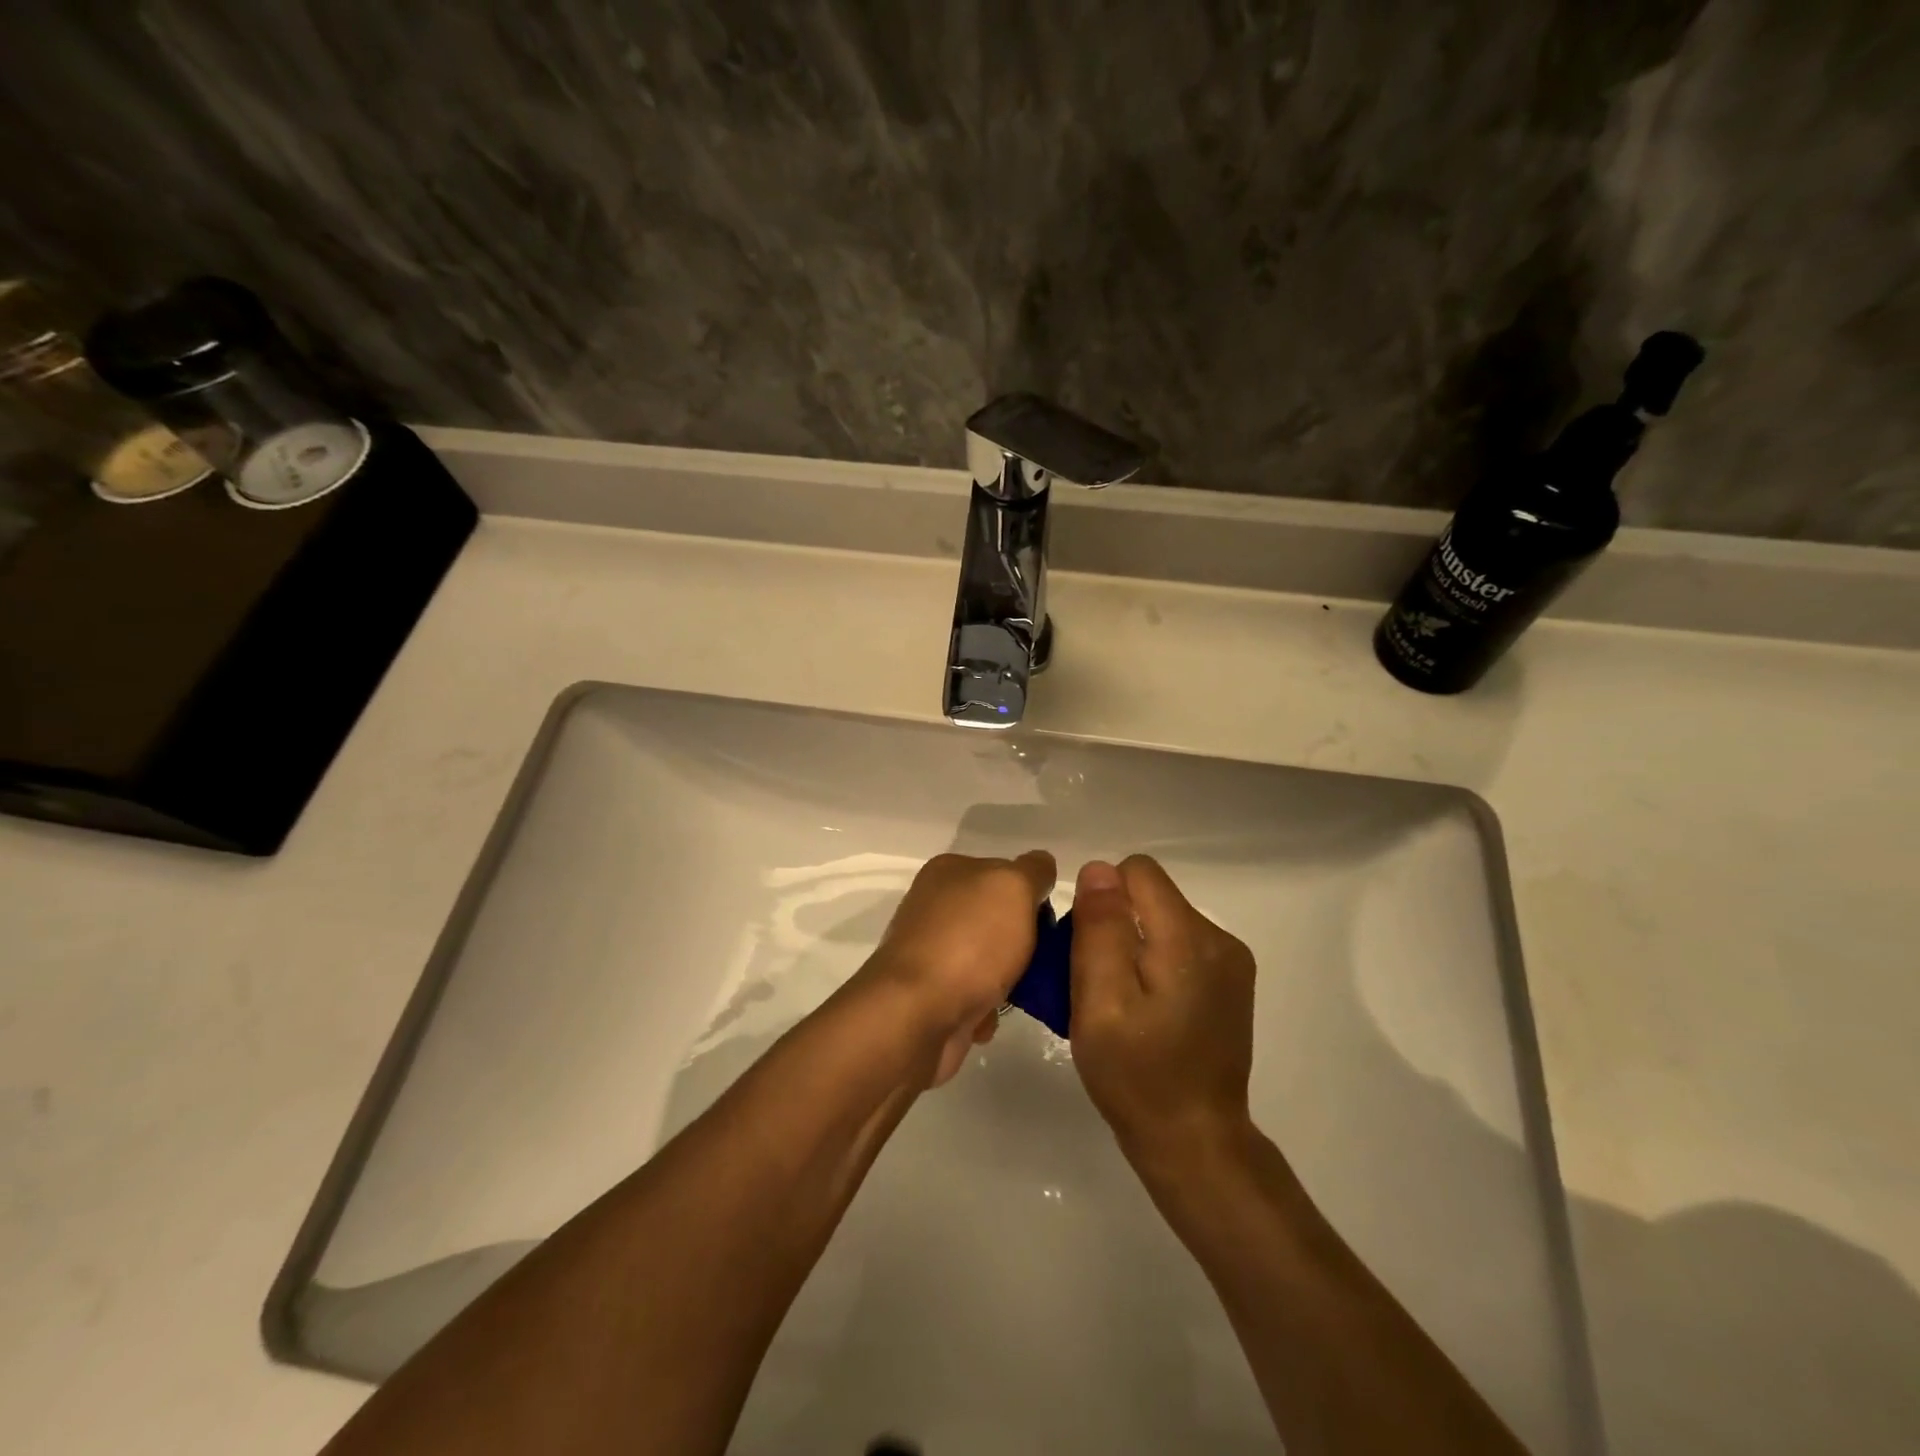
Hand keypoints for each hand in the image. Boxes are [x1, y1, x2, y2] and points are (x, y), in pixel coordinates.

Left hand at [856, 850, 1055, 1085]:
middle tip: (1041, 961)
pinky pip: (973, 997)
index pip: (1004, 873)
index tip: (1048, 924)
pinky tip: (987, 1017)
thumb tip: (1040, 871)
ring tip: (1017, 994)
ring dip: (1008, 980)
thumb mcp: (1013, 886)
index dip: (1031, 896)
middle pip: (998, 919)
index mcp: (949, 871)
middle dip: (1022, 942)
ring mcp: (930, 951)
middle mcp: (935, 906)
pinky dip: (986, 1009)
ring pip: (989, 961)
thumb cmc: (969, 941)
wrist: (917, 1013)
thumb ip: (1033, 871)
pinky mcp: (929, 994)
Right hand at [1069, 856, 1257, 1175]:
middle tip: (1096, 985)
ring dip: (1133, 947)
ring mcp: (1230, 963)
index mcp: (1189, 938)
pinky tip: (1145, 1011)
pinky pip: (1179, 947)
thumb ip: (1100, 930)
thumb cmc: (1137, 1076)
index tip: (1087, 949)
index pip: (1137, 872)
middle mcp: (1219, 939)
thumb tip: (1099, 869)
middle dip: (1115, 925)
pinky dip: (1153, 965)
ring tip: (1118, 1002)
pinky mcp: (1230, 985)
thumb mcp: (1100, 1003)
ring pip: (1162, 921)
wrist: (1195, 1144)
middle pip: (1151, 896)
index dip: (1102, 899)